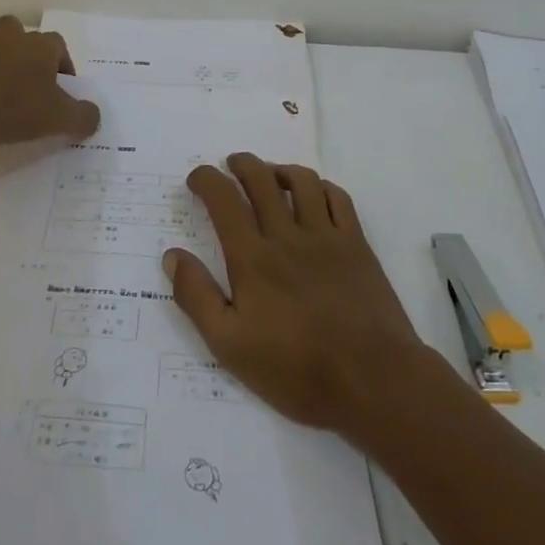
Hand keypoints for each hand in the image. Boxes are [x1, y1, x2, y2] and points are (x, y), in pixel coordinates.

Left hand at [0, 16, 100, 146]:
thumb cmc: (14, 110)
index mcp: (39, 47)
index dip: (62, 63)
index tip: (60, 87)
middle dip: (21, 46)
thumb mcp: (60, 120)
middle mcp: (9, 37)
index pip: (58, 44)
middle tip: (24, 74)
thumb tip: (94, 116)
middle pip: (17, 28)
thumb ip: (84, 117)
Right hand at [164, 153, 427, 433]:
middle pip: (261, 179)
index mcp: (252, 257)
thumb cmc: (296, 369)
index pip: (223, 200)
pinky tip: (315, 194)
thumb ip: (196, 297)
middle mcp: (287, 235)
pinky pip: (338, 198)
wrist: (372, 380)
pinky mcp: (357, 245)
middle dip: (241, 164)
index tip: (197, 178)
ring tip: (270, 174)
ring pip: (301, 181)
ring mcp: (326, 237)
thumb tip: (172, 255)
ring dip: (280, 169)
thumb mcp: (229, 345)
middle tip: (231, 165)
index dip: (206, 179)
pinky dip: (321, 186)